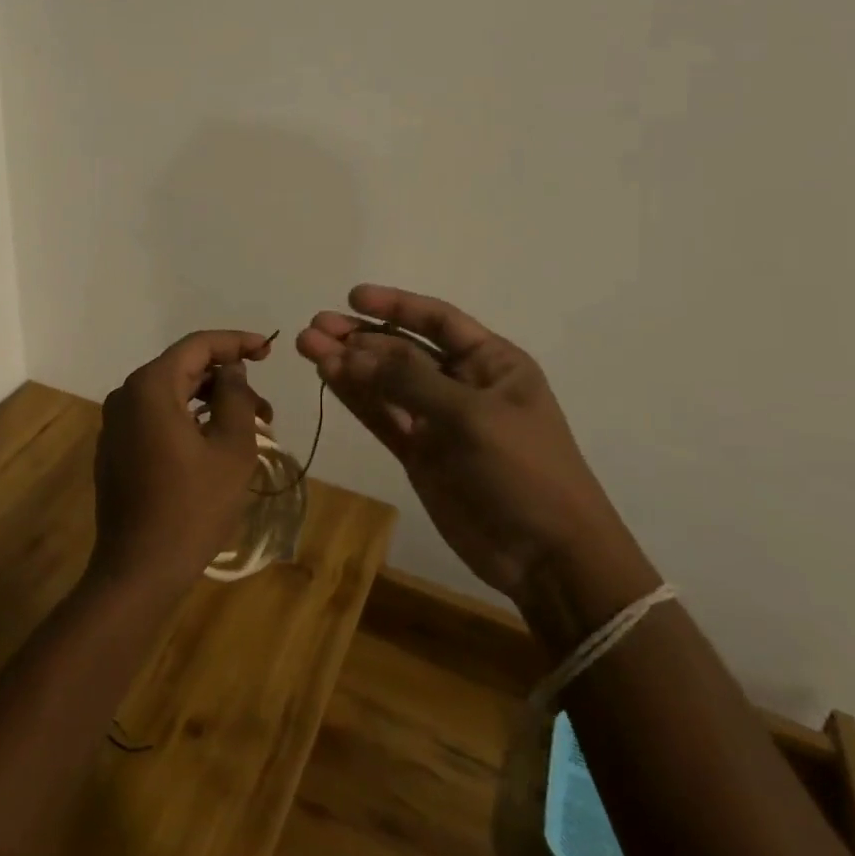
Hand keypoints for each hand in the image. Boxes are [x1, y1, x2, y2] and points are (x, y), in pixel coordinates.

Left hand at [90, 330, 273, 601]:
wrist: (138, 570)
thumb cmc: (192, 507)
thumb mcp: (230, 449)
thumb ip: (235, 397)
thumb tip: (232, 369)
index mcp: (150, 387)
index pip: (197, 345)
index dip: (236, 342)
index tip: (270, 349)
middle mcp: (126, 395)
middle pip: (183, 369)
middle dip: (227, 380)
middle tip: (266, 407)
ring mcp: (116, 423)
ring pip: (171, 395)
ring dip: (210, 402)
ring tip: (249, 428)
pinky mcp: (116, 448)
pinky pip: (156, 418)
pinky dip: (188, 420)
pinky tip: (214, 444)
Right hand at [297, 285, 627, 602]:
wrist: (548, 559)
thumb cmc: (524, 470)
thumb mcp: (471, 416)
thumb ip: (408, 381)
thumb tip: (350, 352)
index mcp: (492, 363)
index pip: (438, 320)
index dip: (396, 305)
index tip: (353, 297)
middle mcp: (462, 384)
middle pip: (403, 348)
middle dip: (360, 335)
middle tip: (315, 326)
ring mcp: (438, 420)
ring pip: (384, 382)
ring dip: (348, 363)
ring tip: (306, 345)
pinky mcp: (419, 453)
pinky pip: (382, 415)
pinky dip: (355, 396)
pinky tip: (327, 376)